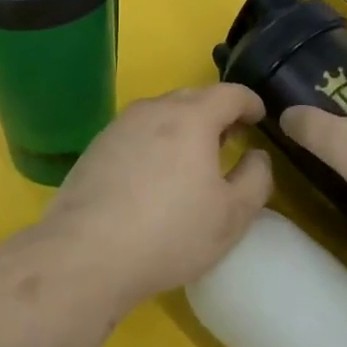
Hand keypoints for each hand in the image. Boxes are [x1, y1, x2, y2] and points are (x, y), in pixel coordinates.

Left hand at [40, 85, 274, 308]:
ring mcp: (120, 125)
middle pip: (193, 97)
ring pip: (162, 113)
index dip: (250, 102)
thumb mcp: (232, 215)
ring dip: (183, 126)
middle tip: (230, 138)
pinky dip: (155, 141)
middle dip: (216, 112)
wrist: (87, 253)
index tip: (259, 117)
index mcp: (192, 117)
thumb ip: (256, 178)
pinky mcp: (97, 146)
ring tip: (192, 158)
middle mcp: (154, 110)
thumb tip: (256, 155)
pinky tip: (154, 175)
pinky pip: (137, 132)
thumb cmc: (170, 232)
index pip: (230, 93)